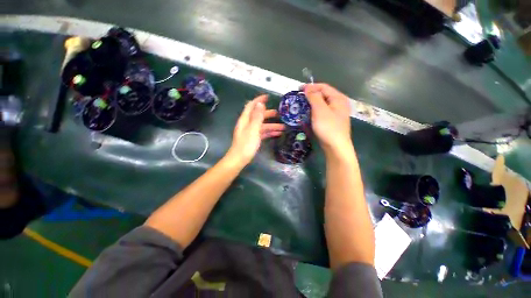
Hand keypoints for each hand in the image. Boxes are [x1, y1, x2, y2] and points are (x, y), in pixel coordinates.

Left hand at [226, 95, 284, 165]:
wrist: (239, 159)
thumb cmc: (246, 145)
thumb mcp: (253, 130)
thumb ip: (257, 117)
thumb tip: (260, 104)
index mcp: (245, 119)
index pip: (251, 106)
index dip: (259, 100)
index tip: (268, 97)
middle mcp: (247, 124)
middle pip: (259, 116)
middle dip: (269, 114)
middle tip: (280, 114)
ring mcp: (251, 132)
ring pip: (262, 125)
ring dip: (272, 125)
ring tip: (283, 127)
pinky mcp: (253, 138)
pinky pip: (263, 133)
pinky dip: (270, 132)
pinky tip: (278, 134)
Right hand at [303, 84, 352, 156]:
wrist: (336, 147)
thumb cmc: (328, 127)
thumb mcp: (320, 110)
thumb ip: (314, 97)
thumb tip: (308, 88)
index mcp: (338, 98)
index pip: (323, 87)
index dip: (310, 87)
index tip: (298, 89)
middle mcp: (338, 104)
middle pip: (323, 95)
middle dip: (310, 95)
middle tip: (299, 99)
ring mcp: (335, 113)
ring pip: (321, 104)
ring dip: (311, 104)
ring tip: (301, 106)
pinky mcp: (331, 121)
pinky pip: (321, 112)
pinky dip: (314, 112)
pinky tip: (307, 115)